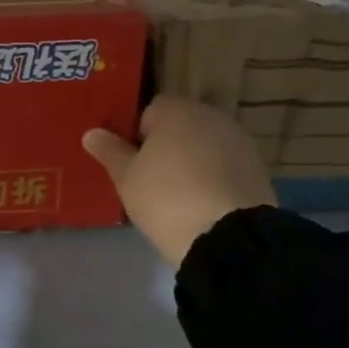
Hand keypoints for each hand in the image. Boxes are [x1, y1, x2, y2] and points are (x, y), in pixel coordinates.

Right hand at [83, 96, 276, 267]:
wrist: (228, 236)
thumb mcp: (127, 178)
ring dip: (191, 162)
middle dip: (166, 147)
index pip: (149, 111)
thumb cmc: (166, 198)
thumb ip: (110, 151)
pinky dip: (212, 178)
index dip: (137, 136)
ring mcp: (239, 141)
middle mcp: (211, 116)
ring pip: (203, 146)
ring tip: (177, 196)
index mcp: (177, 110)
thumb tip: (91, 133)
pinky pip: (223, 166)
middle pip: (180, 126)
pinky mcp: (257, 168)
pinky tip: (203, 204)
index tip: (132, 164)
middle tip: (150, 180)